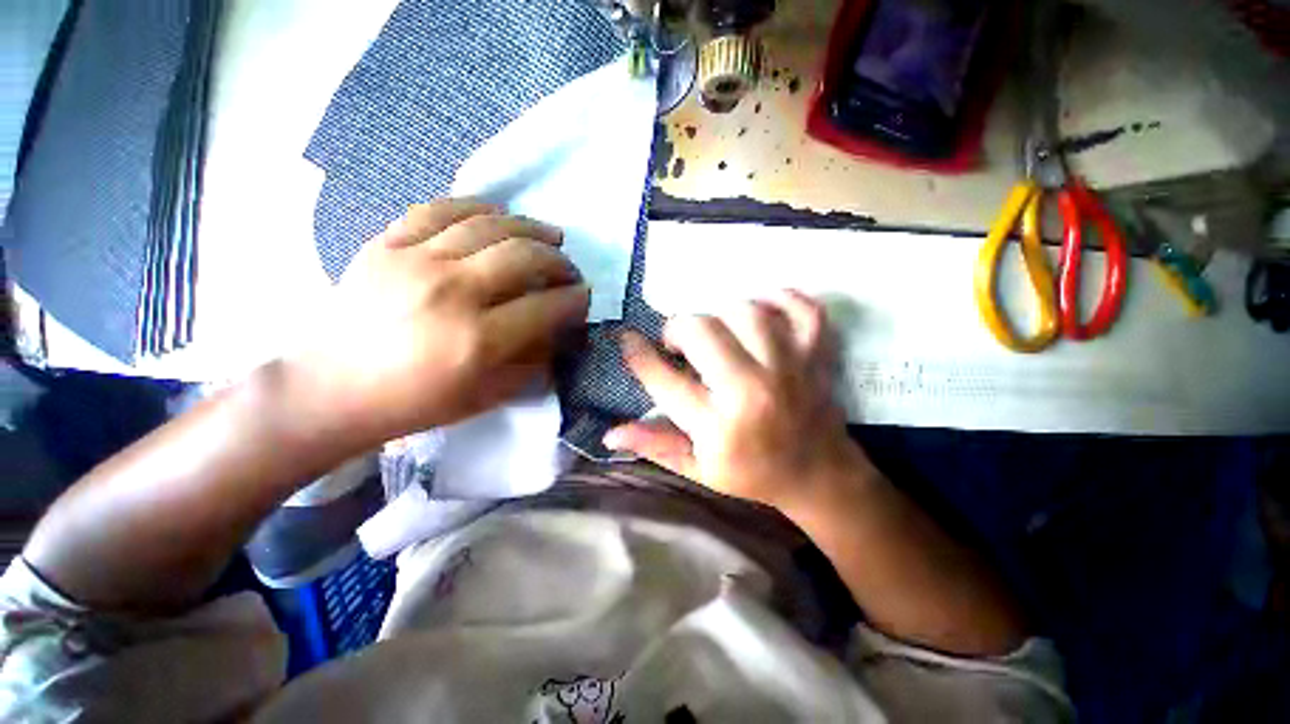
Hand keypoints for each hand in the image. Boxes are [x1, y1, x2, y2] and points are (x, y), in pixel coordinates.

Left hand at [291, 199, 588, 442]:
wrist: (332, 388)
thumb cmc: (417, 402)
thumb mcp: (490, 395)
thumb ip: (534, 360)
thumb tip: (561, 329)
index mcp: (479, 340)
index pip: (547, 306)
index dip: (575, 299)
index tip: (584, 297)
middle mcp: (452, 292)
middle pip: (524, 256)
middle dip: (559, 261)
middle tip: (568, 270)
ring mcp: (416, 261)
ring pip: (490, 225)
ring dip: (531, 228)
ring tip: (550, 235)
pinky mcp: (387, 244)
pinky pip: (440, 209)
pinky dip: (478, 207)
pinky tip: (499, 215)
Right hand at [605, 291, 870, 510]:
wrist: (819, 476)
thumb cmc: (752, 474)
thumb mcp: (697, 468)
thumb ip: (654, 445)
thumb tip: (610, 434)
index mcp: (718, 426)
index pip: (663, 380)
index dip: (638, 354)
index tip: (628, 339)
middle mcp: (752, 392)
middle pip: (702, 332)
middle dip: (678, 329)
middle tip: (678, 343)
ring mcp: (790, 368)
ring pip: (746, 312)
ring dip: (721, 314)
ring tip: (716, 331)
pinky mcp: (816, 355)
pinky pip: (802, 308)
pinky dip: (781, 299)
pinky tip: (762, 310)